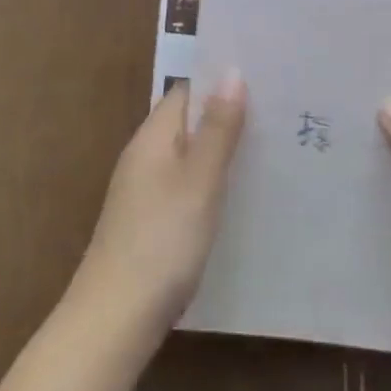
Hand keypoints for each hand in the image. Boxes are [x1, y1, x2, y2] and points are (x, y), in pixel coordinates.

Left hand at [71, 74, 247, 341]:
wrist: (114, 319)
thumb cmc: (161, 241)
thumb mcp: (198, 182)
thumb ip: (217, 129)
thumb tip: (231, 71)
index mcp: (152, 135)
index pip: (187, 91)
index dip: (220, 83)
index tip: (263, 80)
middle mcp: (144, 154)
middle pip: (187, 122)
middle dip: (225, 117)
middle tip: (277, 117)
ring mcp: (142, 190)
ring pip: (187, 156)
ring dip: (219, 152)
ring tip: (266, 152)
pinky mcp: (147, 222)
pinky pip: (183, 186)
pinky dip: (208, 184)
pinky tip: (235, 200)